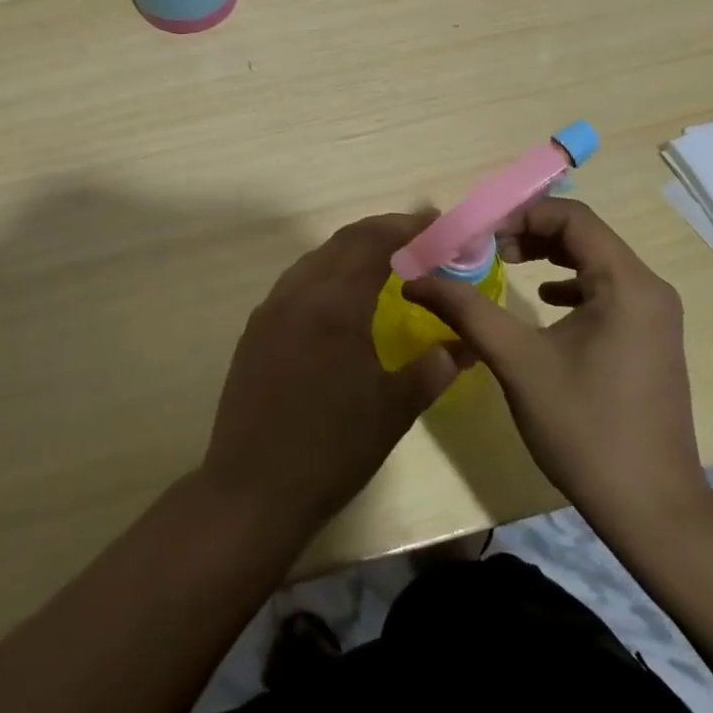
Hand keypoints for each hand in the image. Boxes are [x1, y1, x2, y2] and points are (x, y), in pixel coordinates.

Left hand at [201, 213, 458, 534]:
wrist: (252, 490)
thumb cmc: (331, 450)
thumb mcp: (393, 411)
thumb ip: (431, 370)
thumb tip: (461, 345)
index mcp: (334, 304)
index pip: (372, 243)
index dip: (405, 227)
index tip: (435, 222)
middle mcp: (298, 293)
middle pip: (342, 242)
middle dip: (382, 233)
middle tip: (417, 237)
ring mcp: (271, 310)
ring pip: (316, 259)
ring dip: (351, 251)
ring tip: (385, 262)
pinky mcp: (256, 330)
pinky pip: (297, 283)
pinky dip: (327, 274)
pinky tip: (342, 299)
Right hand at [403, 198, 712, 546]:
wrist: (652, 510)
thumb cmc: (584, 427)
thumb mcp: (517, 361)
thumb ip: (466, 310)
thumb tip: (415, 280)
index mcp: (626, 283)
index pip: (573, 216)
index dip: (521, 214)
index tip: (480, 234)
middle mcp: (649, 288)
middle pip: (585, 234)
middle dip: (531, 232)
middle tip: (487, 249)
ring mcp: (655, 316)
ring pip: (596, 261)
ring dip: (549, 255)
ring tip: (507, 265)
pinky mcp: (650, 340)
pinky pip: (607, 290)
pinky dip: (570, 284)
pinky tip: (544, 303)